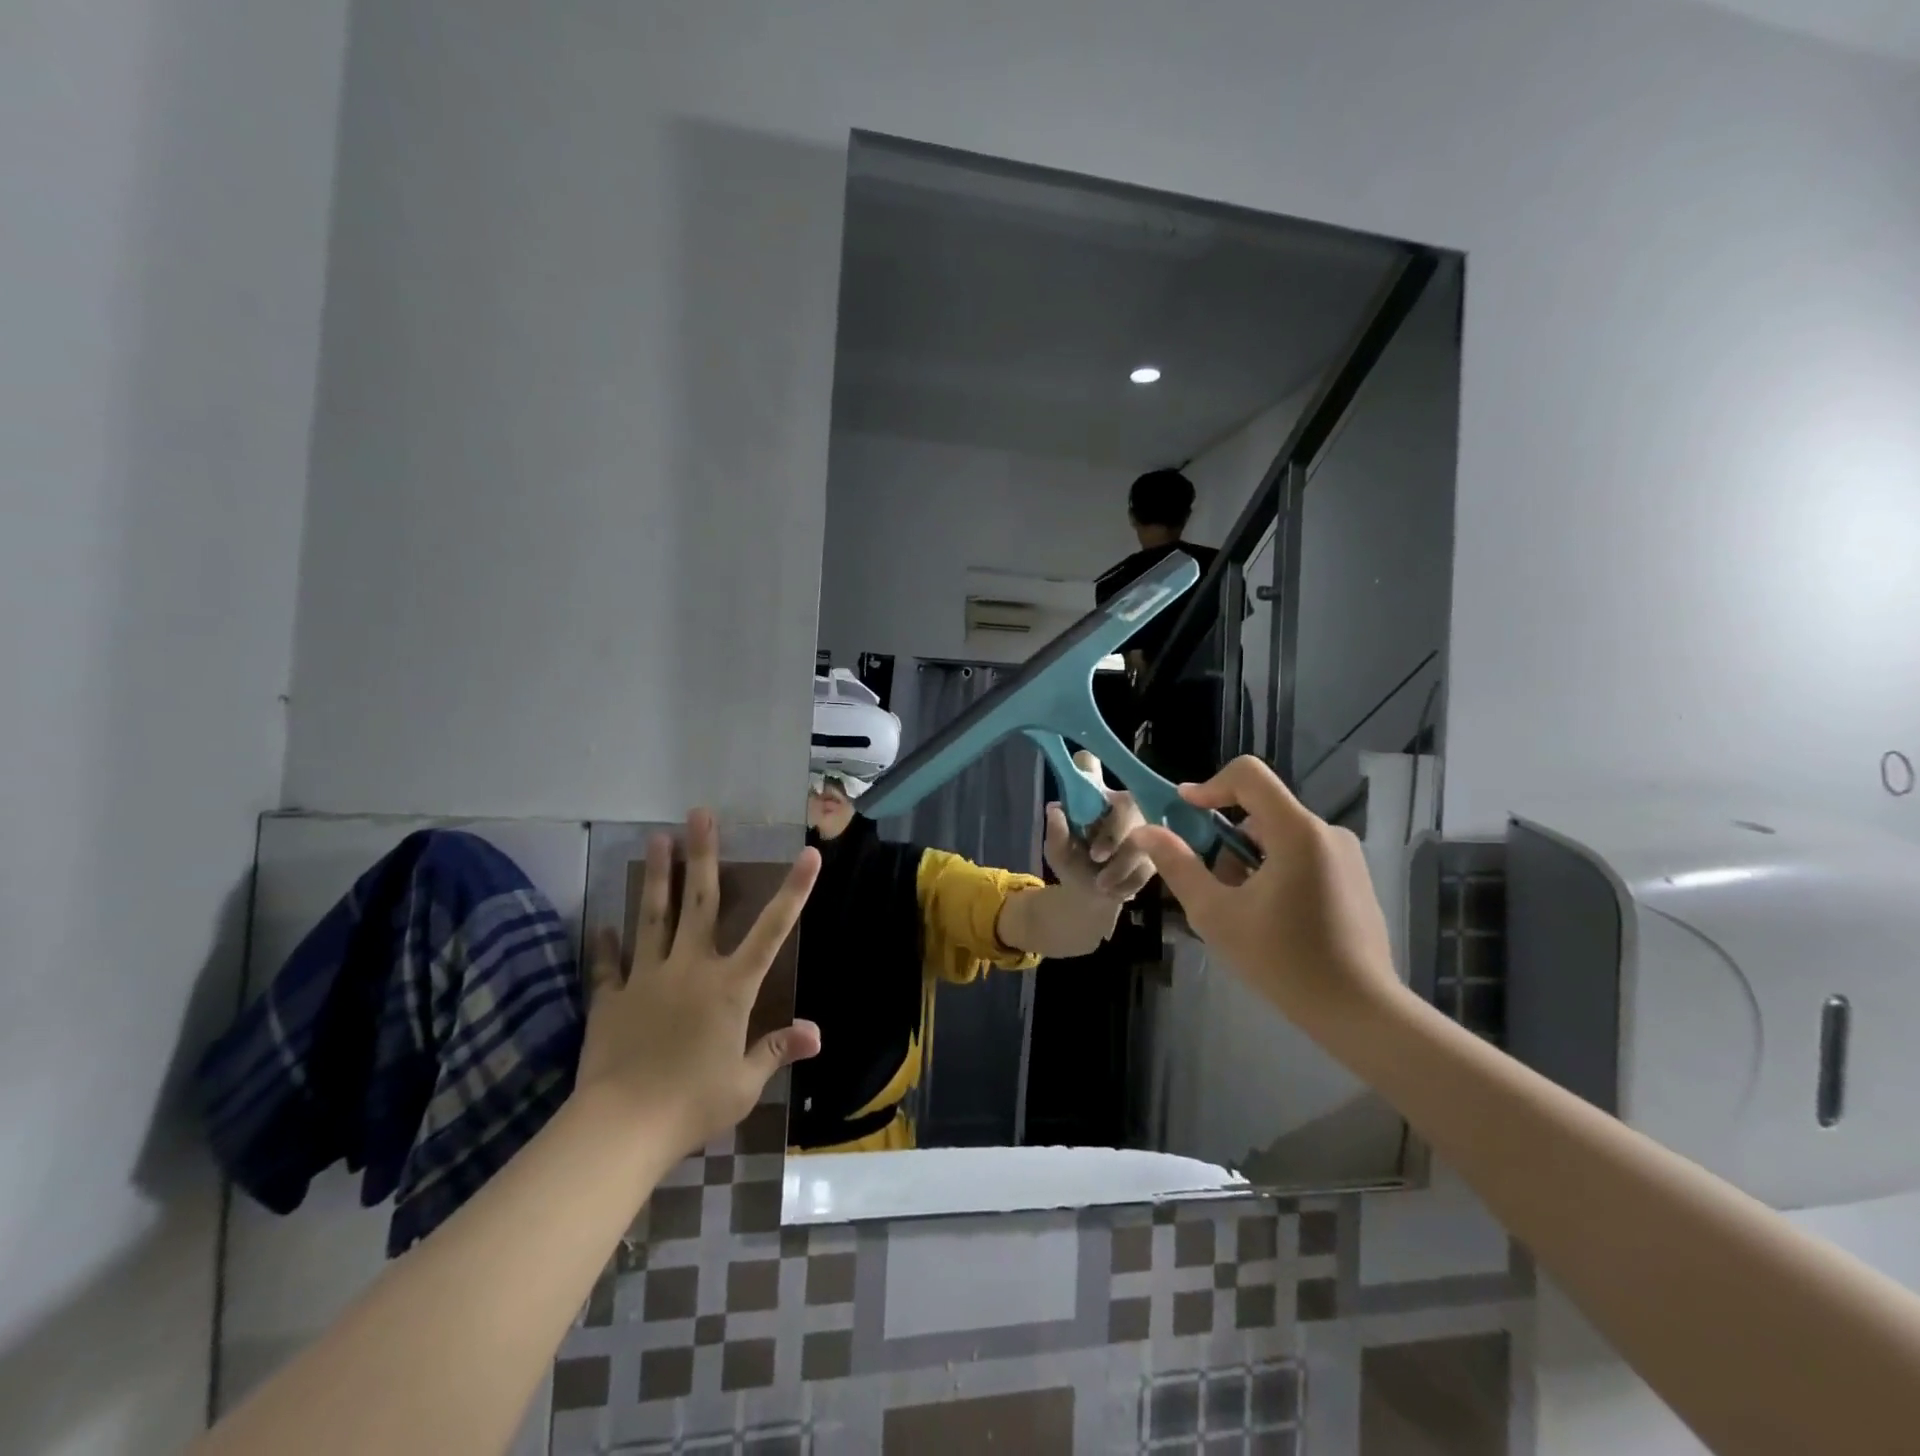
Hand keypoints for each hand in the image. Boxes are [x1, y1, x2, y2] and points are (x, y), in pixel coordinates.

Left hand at [578, 810, 822, 1156]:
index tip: (807, 854)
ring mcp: (648, 978)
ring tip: (656, 837)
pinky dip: (607, 944)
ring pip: (654, 917)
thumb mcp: (745, 1082)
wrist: (622, 1126)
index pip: (771, 930)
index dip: (793, 891)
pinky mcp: (612, 998)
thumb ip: (777, 1050)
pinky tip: (602, 924)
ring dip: (658, 876)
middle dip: (703, 854)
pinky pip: (610, 965)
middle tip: (699, 814)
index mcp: (730, 986)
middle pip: (699, 902)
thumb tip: (816, 1034)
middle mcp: (691, 968)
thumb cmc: (693, 1102)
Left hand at [1042, 751, 1156, 901]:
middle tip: (1096, 856)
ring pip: (1141, 838)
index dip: (1088, 765)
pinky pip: (1148, 861)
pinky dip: (1129, 880)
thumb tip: (1055, 808)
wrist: (1095, 898)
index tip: (1084, 762)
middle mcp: (1122, 802)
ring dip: (1120, 865)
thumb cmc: (1074, 864)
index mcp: (1093, 797)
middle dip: (1113, 834)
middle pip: (1127, 804)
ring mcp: (1146, 823)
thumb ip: (1056, 833)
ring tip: (1101, 884)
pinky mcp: (1162, 848)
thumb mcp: (1058, 852)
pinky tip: (1116, 889)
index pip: (1089, 767)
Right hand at [1129, 756, 1398, 1023]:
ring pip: (1278, 837)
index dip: (1209, 786)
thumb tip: (1146, 831)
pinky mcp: (1354, 878)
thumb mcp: (1216, 914)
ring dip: (1248, 861)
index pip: (1248, 775)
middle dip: (1225, 842)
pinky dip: (1274, 872)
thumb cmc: (1282, 960)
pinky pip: (1301, 856)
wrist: (1359, 1012)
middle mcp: (1326, 832)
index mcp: (1296, 831)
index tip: (1184, 814)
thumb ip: (1178, 865)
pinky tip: (1272, 921)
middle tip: (1211, 887)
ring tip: (1241, 912)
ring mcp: (1346, 856)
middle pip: (1259, 812)